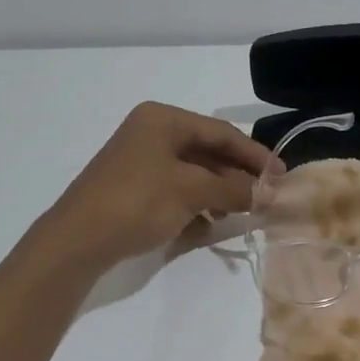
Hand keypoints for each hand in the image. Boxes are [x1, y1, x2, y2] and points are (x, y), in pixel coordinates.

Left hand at [41, 102, 280, 270]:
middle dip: (237, 176)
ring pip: (193, 174)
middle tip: (266, 198)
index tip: (282, 176)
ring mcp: (140, 162)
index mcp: (162, 120)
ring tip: (240, 214)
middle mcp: (151, 134)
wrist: (77, 240)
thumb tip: (270, 193)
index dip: (255, 155)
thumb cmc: (137, 202)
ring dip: (219, 193)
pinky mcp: (134, 189)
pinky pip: (176, 191)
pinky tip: (208, 227)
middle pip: (208, 152)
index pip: (221, 132)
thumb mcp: (191, 191)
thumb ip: (234, 189)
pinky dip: (195, 206)